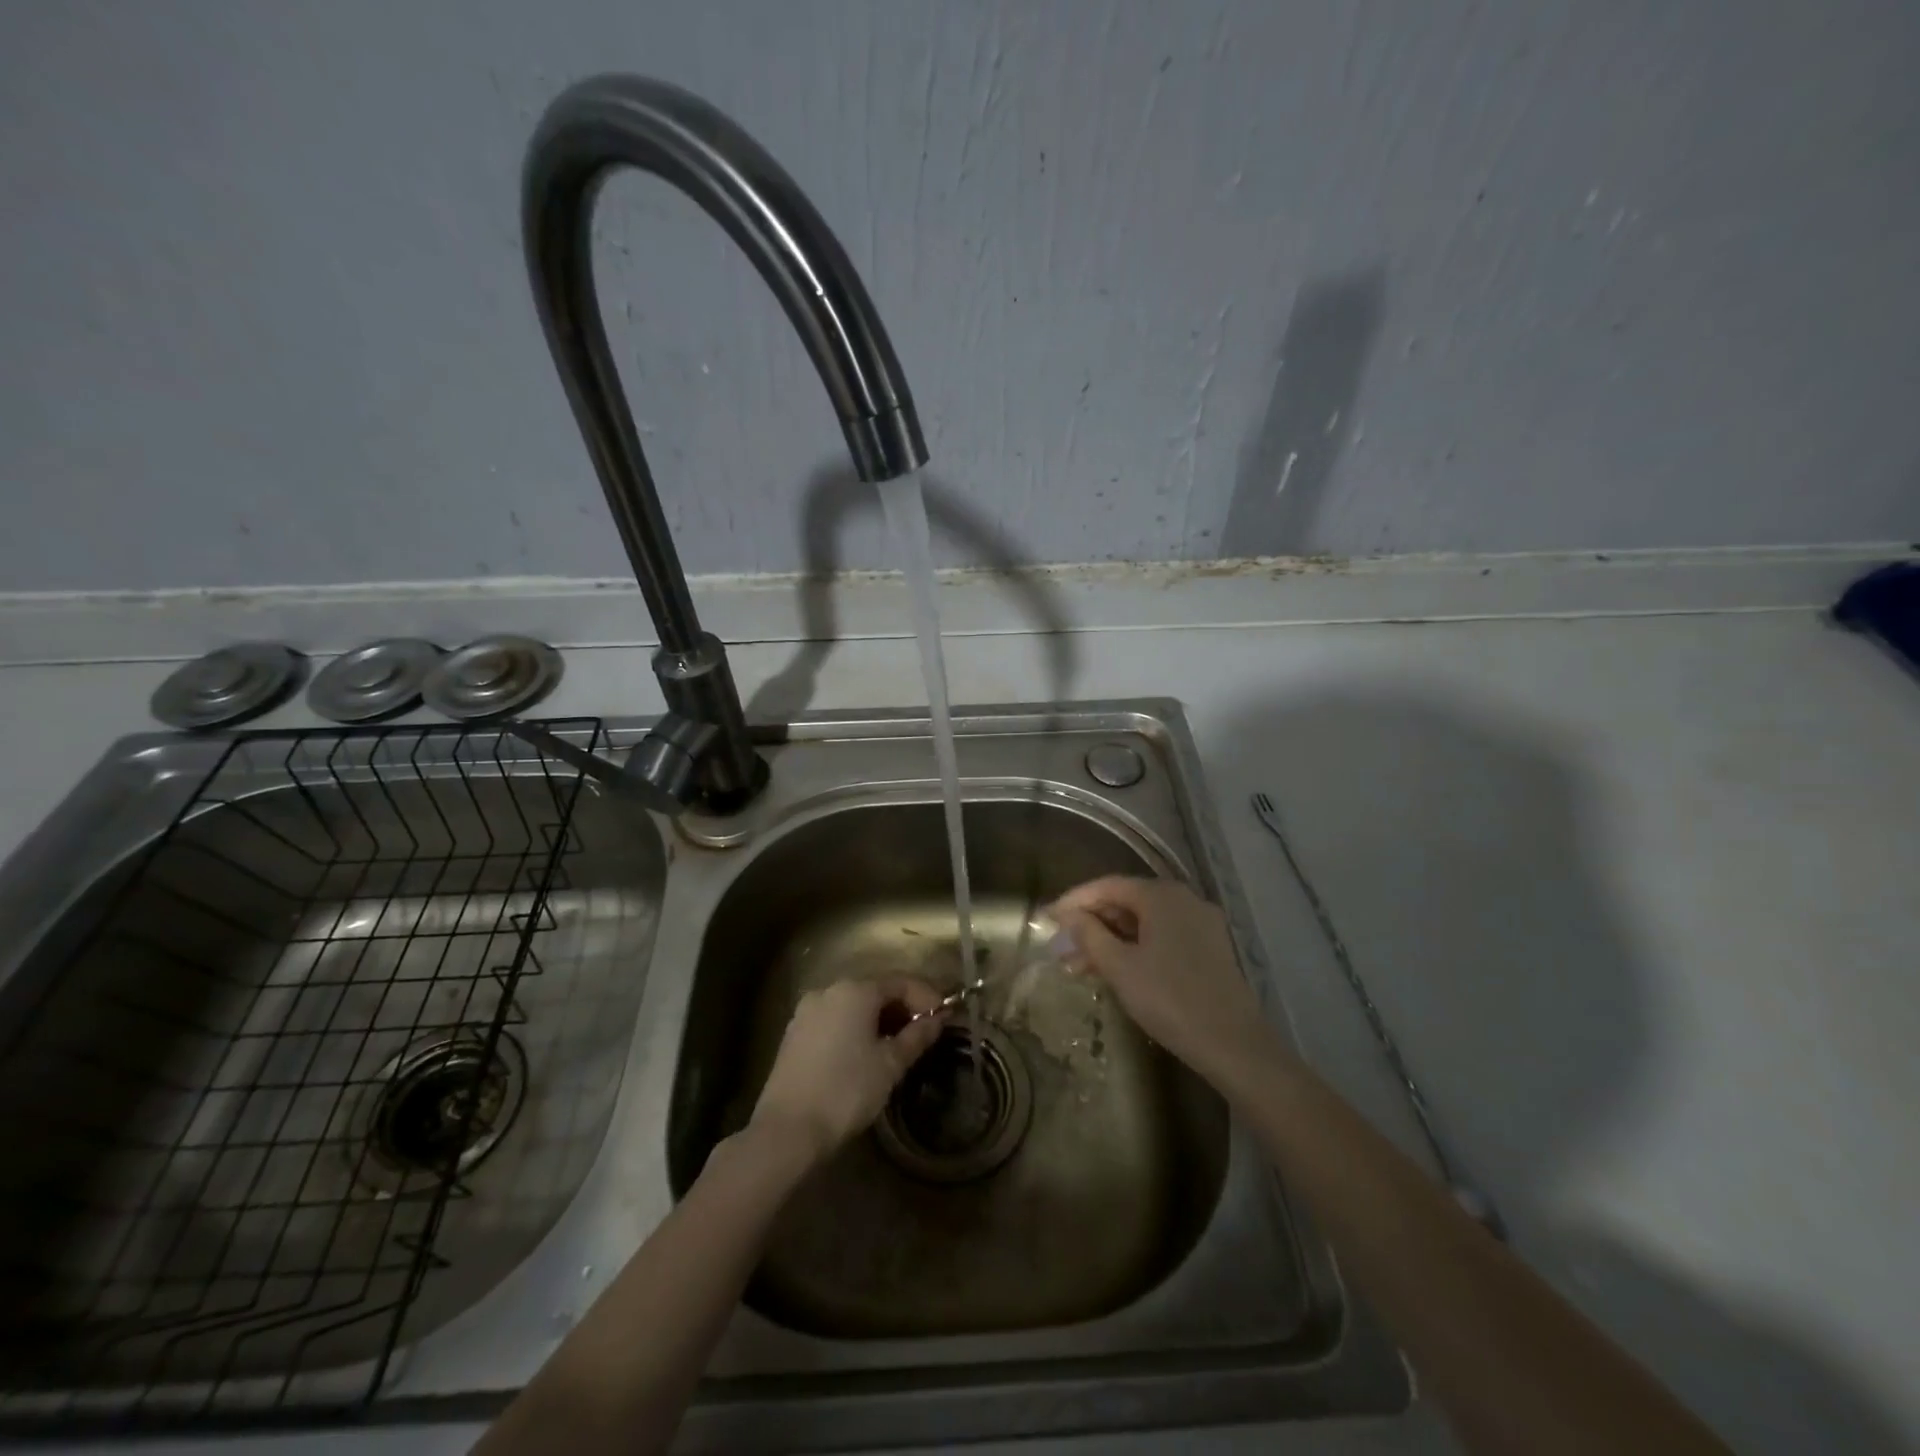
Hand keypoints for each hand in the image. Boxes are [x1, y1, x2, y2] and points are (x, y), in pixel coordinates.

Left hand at [750, 976, 945, 1164]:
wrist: (787, 1130)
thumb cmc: (846, 1091)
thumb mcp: (890, 1065)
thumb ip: (917, 1036)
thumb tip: (938, 1018)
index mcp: (855, 990)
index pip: (900, 982)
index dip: (926, 996)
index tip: (945, 1017)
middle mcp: (828, 990)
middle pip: (875, 990)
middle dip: (902, 1007)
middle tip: (924, 1032)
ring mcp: (807, 1011)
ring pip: (853, 1005)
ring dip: (878, 1019)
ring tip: (897, 1045)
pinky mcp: (794, 1033)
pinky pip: (834, 1019)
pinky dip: (854, 1028)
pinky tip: (864, 1053)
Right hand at [1050, 876, 1274, 1083]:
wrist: (1234, 1044)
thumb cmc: (1170, 999)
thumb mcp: (1120, 967)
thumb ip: (1090, 935)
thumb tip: (1069, 916)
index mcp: (1161, 895)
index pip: (1107, 886)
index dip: (1074, 901)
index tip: (1048, 919)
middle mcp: (1183, 899)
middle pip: (1126, 902)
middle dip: (1091, 924)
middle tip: (1061, 948)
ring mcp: (1200, 924)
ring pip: (1144, 923)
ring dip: (1111, 939)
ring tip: (1079, 967)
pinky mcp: (1210, 948)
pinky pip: (1162, 937)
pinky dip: (1135, 948)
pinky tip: (1116, 971)